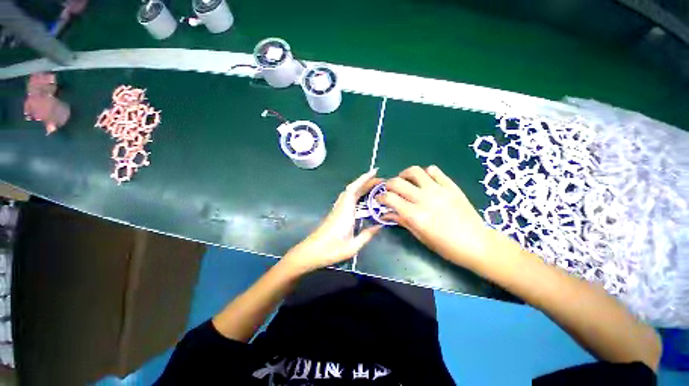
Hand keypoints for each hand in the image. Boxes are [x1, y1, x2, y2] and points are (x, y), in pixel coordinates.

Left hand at [282, 169, 382, 273]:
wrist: (311, 252)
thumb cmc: (331, 250)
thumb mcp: (353, 246)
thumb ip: (367, 235)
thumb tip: (380, 225)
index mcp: (345, 212)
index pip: (354, 190)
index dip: (364, 179)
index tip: (375, 172)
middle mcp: (341, 207)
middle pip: (352, 189)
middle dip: (366, 182)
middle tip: (380, 182)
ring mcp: (337, 209)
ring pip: (349, 192)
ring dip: (360, 187)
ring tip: (373, 188)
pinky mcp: (335, 213)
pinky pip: (347, 198)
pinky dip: (356, 194)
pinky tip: (362, 198)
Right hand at [378, 165, 497, 268]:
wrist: (477, 244)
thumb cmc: (446, 246)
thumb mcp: (420, 236)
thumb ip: (401, 221)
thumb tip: (385, 214)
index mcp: (415, 215)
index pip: (389, 198)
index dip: (380, 197)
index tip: (380, 199)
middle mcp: (424, 199)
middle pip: (397, 182)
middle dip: (388, 185)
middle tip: (390, 190)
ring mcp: (438, 190)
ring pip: (414, 171)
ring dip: (404, 174)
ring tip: (405, 181)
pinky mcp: (451, 186)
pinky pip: (434, 170)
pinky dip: (425, 173)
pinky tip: (424, 181)